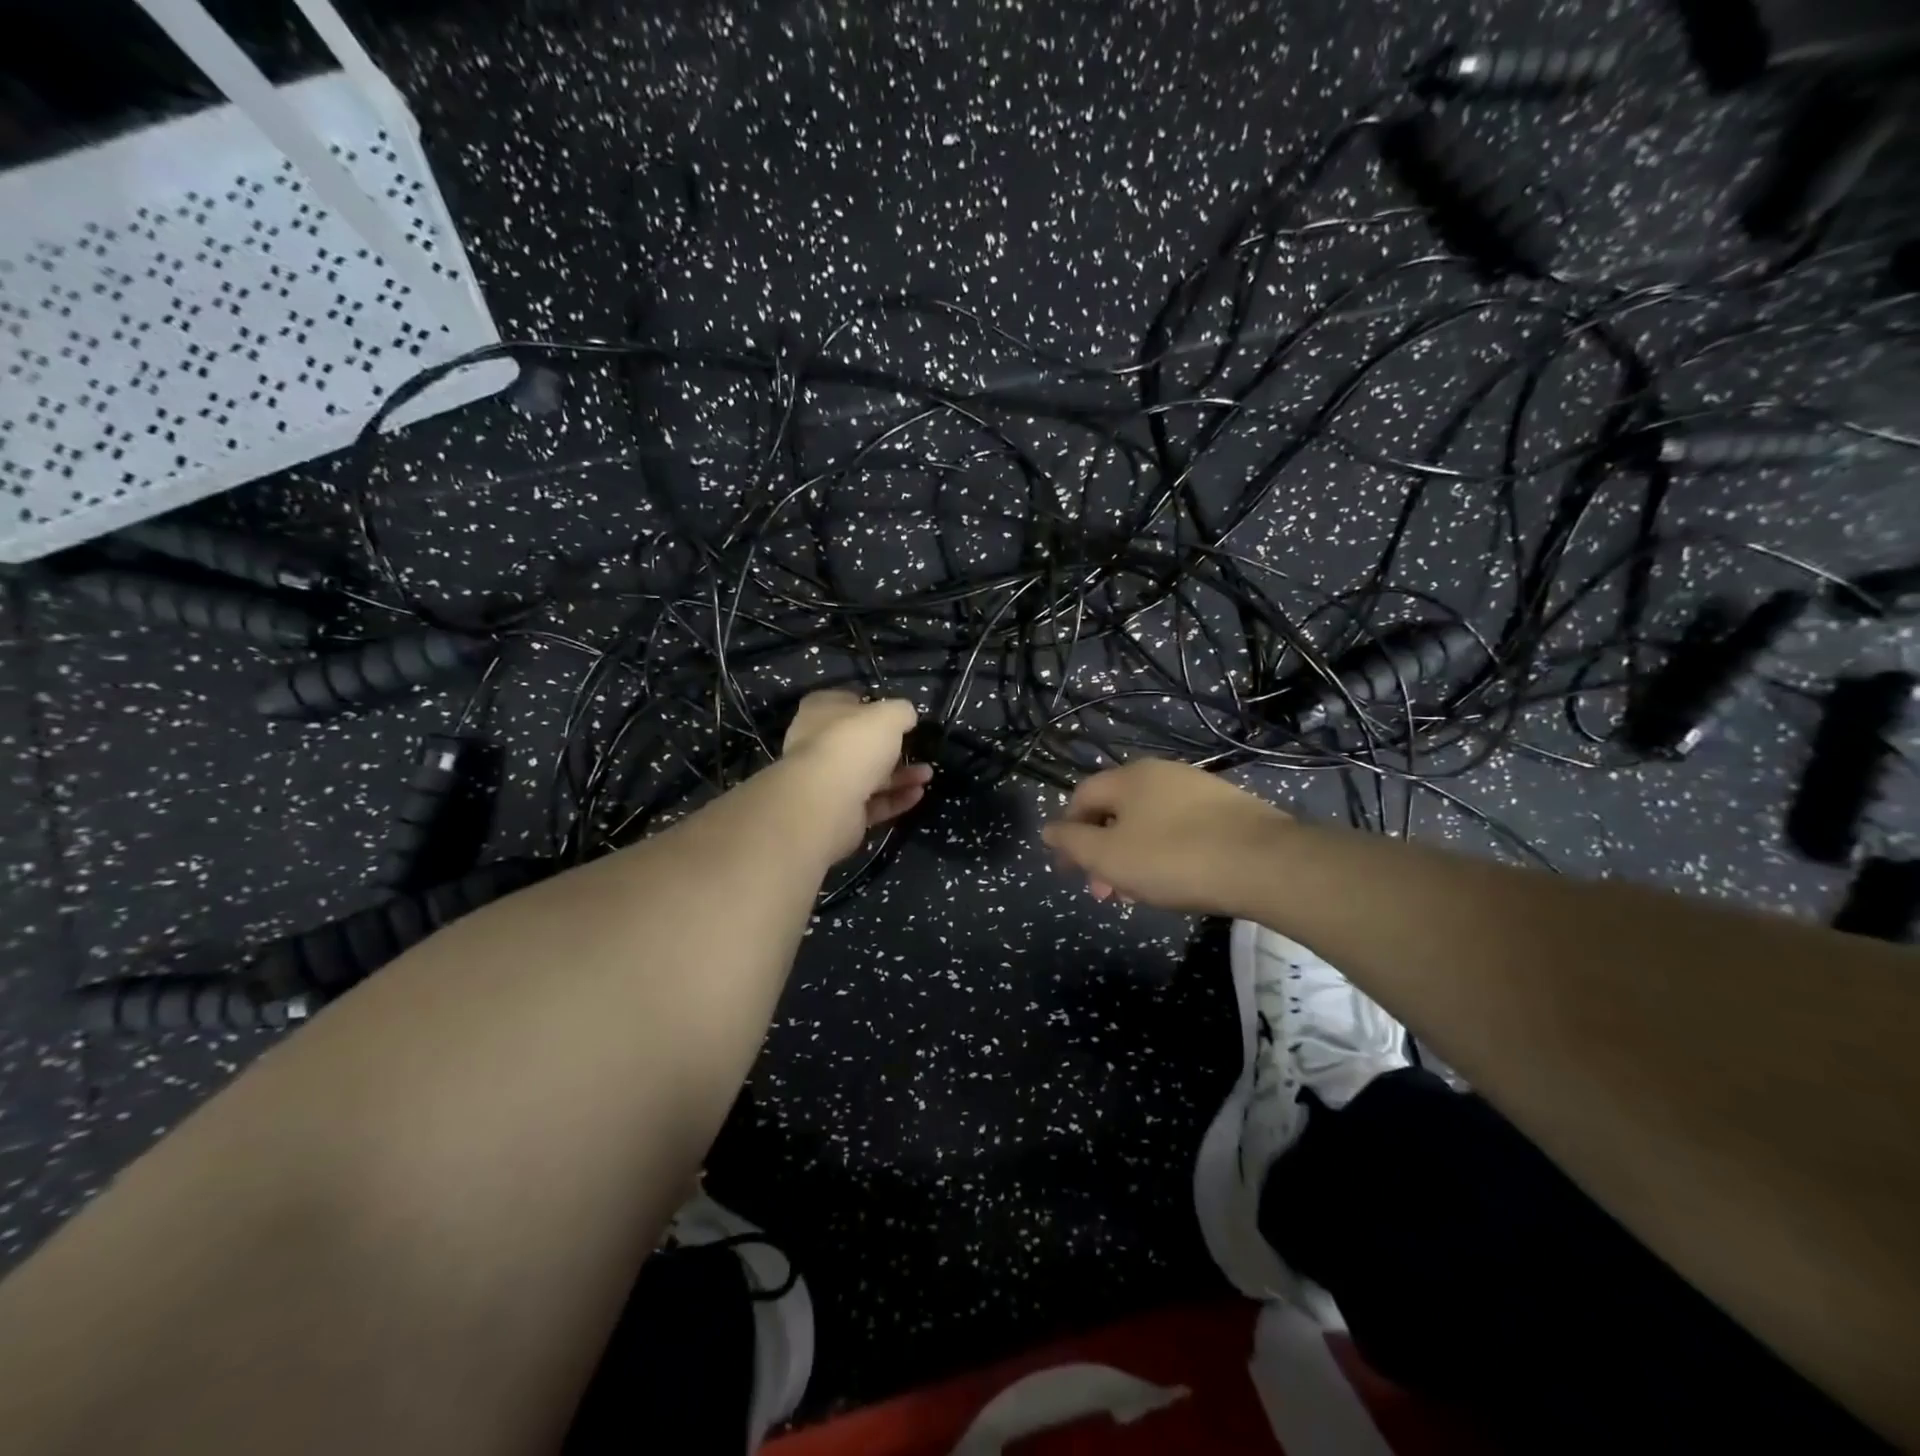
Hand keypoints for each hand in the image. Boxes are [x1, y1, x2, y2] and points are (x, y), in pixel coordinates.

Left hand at [780, 691, 931, 859]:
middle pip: (858, 743)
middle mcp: (817, 745)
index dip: (871, 707)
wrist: (826, 802)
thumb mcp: (889, 715)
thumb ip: (901, 712)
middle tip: (917, 748)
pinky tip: (918, 795)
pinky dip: (895, 799)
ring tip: (927, 775)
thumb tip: (906, 716)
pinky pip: (871, 803)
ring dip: (900, 775)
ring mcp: (825, 781)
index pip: (844, 703)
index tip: (896, 715)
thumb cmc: (854, 744)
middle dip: (892, 748)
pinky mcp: (837, 812)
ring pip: (868, 776)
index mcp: (820, 713)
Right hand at [1041, 759, 1291, 915]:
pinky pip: (1180, 829)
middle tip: (1103, 892)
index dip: (1068, 832)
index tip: (1069, 869)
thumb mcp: (1109, 856)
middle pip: (1116, 811)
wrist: (1265, 863)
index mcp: (1128, 778)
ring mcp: (1198, 789)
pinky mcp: (1228, 810)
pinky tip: (1174, 882)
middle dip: (1102, 852)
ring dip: (1132, 857)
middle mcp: (1161, 774)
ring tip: (1136, 895)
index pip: (1082, 797)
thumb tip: (1048, 829)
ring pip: (1149, 823)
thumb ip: (1073, 843)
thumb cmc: (1174, 858)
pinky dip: (1164, 853)